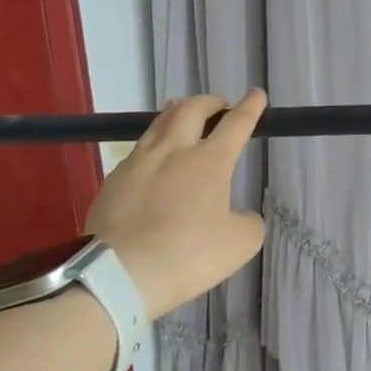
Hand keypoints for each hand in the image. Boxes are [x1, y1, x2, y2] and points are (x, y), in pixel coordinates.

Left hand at [87, 91, 267, 318]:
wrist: (119, 275)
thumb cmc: (188, 256)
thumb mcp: (241, 243)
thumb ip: (248, 220)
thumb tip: (238, 214)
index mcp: (209, 162)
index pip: (236, 124)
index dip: (250, 108)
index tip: (257, 95)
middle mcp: (173, 152)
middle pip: (190, 109)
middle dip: (210, 102)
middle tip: (220, 105)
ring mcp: (138, 163)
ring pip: (159, 123)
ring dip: (178, 114)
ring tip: (186, 118)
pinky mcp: (113, 181)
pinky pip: (139, 150)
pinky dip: (156, 145)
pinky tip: (157, 160)